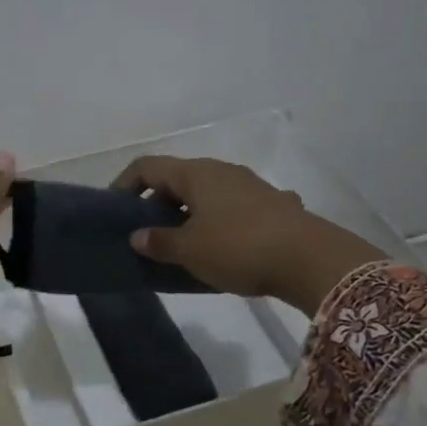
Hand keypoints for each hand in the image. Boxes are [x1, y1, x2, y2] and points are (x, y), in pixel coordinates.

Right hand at [109, 155, 382, 315]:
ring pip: (207, 193)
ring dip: (188, 212)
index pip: (148, 167)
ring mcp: (251, 185)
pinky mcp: (273, 205)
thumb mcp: (190, 251)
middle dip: (157, 202)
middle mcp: (222, 171)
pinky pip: (233, 208)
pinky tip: (223, 246)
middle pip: (178, 178)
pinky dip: (218, 221)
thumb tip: (137, 237)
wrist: (311, 258)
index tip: (115, 208)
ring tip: (182, 242)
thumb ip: (159, 242)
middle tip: (146, 232)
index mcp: (196, 175)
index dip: (125, 183)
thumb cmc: (238, 248)